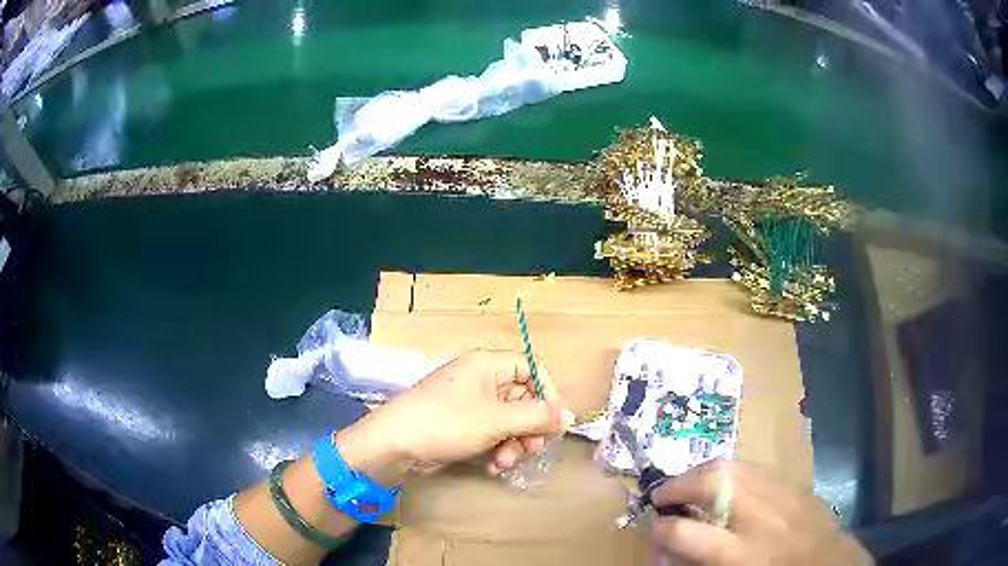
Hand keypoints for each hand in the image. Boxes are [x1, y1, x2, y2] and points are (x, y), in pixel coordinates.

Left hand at [335, 348, 573, 483]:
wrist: (395, 445)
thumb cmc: (446, 423)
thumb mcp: (496, 420)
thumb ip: (537, 417)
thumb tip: (569, 416)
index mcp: (488, 363)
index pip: (532, 367)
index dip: (547, 393)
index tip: (553, 421)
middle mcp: (481, 378)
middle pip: (523, 397)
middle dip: (529, 427)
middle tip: (531, 449)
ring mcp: (470, 402)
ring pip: (509, 419)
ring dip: (514, 443)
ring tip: (505, 462)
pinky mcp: (461, 423)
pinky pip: (492, 432)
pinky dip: (497, 448)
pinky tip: (492, 466)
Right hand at [650, 461, 871, 565]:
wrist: (827, 565)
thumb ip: (696, 563)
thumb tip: (667, 548)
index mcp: (738, 554)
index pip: (683, 532)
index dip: (659, 528)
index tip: (651, 526)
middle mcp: (758, 516)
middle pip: (710, 484)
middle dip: (677, 486)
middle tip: (662, 496)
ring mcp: (778, 493)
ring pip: (732, 467)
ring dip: (700, 473)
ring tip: (687, 484)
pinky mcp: (792, 483)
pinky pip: (752, 468)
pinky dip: (730, 471)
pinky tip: (724, 482)